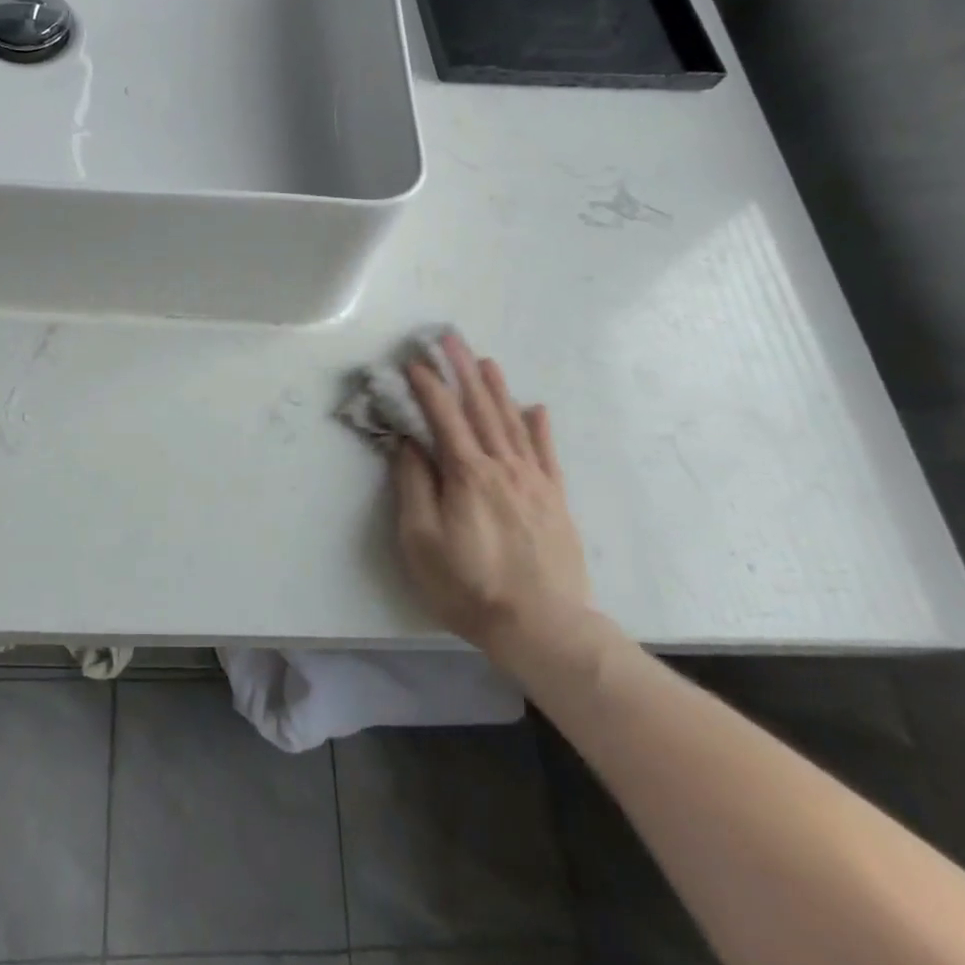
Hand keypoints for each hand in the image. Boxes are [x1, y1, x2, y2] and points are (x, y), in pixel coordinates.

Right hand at [393, 332, 610, 688]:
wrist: (543, 626)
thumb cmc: (469, 586)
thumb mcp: (421, 540)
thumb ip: (414, 485)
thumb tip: (409, 443)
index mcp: (467, 473)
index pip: (444, 417)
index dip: (427, 386)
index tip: (413, 362)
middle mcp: (502, 466)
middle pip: (480, 408)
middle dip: (462, 370)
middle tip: (450, 338)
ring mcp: (534, 480)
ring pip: (513, 422)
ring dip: (497, 388)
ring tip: (484, 361)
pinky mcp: (555, 499)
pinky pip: (547, 453)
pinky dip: (539, 427)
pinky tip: (535, 408)